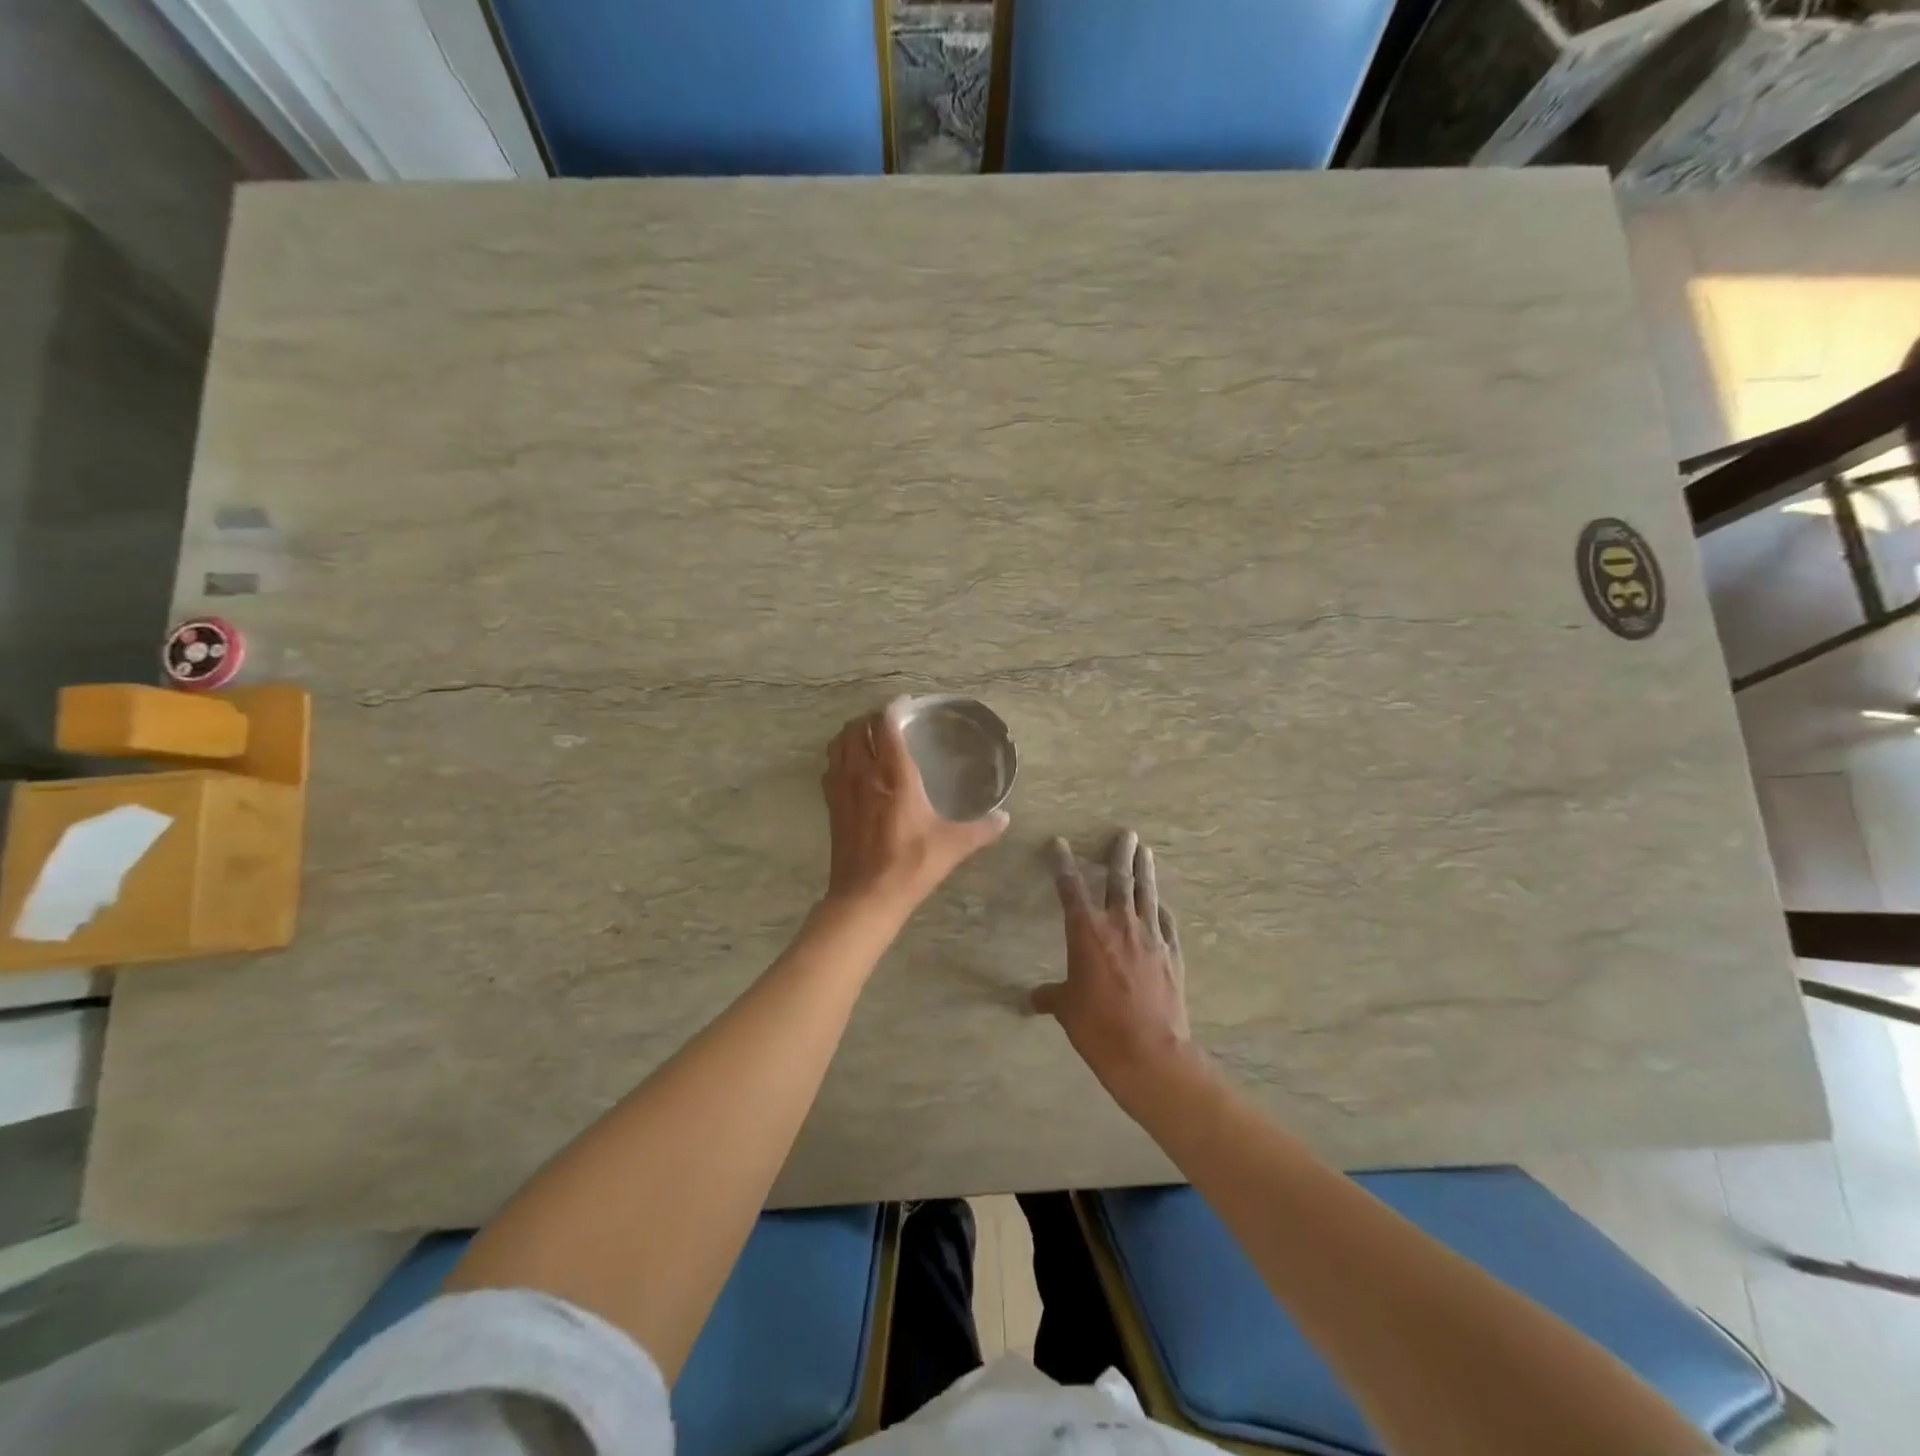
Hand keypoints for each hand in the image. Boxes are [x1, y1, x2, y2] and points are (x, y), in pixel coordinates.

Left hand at [821, 699, 1009, 914]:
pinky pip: (830, 768)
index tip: (905, 703)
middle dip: (870, 718)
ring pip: (838, 745)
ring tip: (867, 737)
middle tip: (888, 720)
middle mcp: (864, 774)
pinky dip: (839, 757)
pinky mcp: (832, 806)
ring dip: (850, 734)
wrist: (866, 897)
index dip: (894, 708)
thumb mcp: (953, 846)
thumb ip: (981, 829)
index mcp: (894, 775)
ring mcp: (842, 789)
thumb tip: (1005, 818)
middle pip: (856, 729)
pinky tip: (853, 768)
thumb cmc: (911, 865)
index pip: (886, 725)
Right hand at [1031, 831, 1191, 1091]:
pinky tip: (1162, 904)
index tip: (1059, 843)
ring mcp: (1151, 937)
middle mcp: (1120, 924)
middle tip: (1125, 834)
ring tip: (1145, 851)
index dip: (1063, 863)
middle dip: (1119, 854)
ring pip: (1147, 894)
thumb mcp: (1067, 1010)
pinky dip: (1162, 910)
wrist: (1149, 1053)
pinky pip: (1167, 923)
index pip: (1070, 887)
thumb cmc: (1098, 1027)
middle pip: (1119, 879)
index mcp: (1087, 931)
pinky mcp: (1172, 954)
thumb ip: (1051, 997)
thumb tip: (1033, 998)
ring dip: (1144, 870)